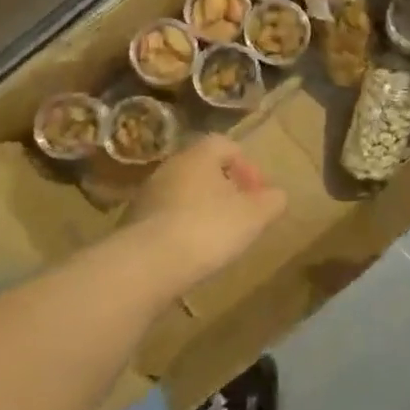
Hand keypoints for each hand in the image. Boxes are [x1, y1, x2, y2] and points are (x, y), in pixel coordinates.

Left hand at [123, 135, 288, 289]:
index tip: (258, 193)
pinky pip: (165, 218)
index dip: (247, 166)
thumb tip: (277, 196)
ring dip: (201, 209)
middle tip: (240, 215)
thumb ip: (272, 201)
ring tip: (216, 238)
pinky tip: (190, 253)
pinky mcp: (132, 224)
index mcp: (199, 155)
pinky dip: (181, 229)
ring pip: (183, 193)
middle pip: (203, 169)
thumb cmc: (207, 228)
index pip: (225, 145)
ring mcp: (147, 194)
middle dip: (224, 189)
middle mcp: (170, 167)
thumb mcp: (254, 216)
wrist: (146, 265)